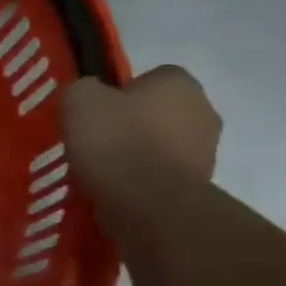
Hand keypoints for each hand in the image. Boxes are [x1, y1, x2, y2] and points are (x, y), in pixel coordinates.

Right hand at [61, 66, 219, 205]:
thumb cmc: (116, 142)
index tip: (95, 115)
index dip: (118, 95)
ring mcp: (206, 153)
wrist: (148, 206)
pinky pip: (162, 178)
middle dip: (132, 126)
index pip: (149, 79)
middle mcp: (203, 111)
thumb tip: (88, 98)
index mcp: (179, 83)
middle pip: (158, 113)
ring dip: (138, 156)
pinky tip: (118, 192)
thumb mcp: (79, 100)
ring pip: (161, 147)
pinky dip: (143, 183)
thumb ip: (83, 89)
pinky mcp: (200, 188)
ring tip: (103, 173)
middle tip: (98, 143)